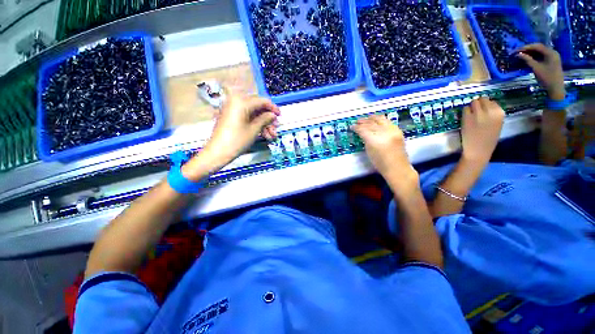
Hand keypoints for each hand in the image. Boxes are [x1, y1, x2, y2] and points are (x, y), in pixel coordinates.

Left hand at [183, 94, 279, 179]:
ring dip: (263, 124)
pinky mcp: (231, 117)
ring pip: (253, 113)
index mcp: (241, 101)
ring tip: (270, 136)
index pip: (262, 101)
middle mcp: (236, 101)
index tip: (280, 116)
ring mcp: (232, 109)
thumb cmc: (237, 140)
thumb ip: (265, 119)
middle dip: (268, 119)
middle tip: (275, 129)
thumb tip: (273, 115)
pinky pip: (246, 117)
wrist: (218, 152)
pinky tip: (263, 135)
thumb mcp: (254, 129)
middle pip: (257, 107)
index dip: (273, 108)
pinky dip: (255, 124)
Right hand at [352, 115, 417, 188]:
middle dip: (363, 121)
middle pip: (371, 123)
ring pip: (380, 119)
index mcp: (375, 140)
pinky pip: (387, 122)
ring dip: (372, 118)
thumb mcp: (369, 151)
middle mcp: (384, 133)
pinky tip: (376, 121)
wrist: (397, 167)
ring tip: (366, 119)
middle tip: (357, 121)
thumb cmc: (380, 163)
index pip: (363, 129)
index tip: (351, 126)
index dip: (356, 127)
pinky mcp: (398, 131)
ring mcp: (393, 131)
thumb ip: (365, 140)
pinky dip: (380, 120)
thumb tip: (362, 132)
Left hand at [461, 98, 504, 164]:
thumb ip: (493, 115)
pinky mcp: (467, 117)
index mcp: (500, 113)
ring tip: (470, 114)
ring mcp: (478, 113)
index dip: (486, 106)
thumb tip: (486, 106)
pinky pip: (465, 108)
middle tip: (475, 111)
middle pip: (482, 99)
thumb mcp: (496, 124)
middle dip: (478, 104)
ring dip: (471, 106)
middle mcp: (490, 111)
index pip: (492, 102)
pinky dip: (465, 112)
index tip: (484, 111)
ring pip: (473, 101)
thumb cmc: (488, 140)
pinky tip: (466, 118)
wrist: (478, 150)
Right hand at [517, 43, 565, 99]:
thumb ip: (528, 60)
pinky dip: (535, 56)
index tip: (517, 50)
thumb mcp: (536, 68)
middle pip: (539, 48)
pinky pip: (543, 56)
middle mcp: (553, 52)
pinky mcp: (552, 61)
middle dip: (529, 49)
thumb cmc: (546, 78)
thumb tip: (519, 54)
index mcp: (550, 52)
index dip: (526, 47)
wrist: (556, 88)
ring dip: (531, 53)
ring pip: (541, 52)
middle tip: (519, 52)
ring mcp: (553, 57)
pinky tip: (529, 58)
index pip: (537, 46)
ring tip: (523, 55)